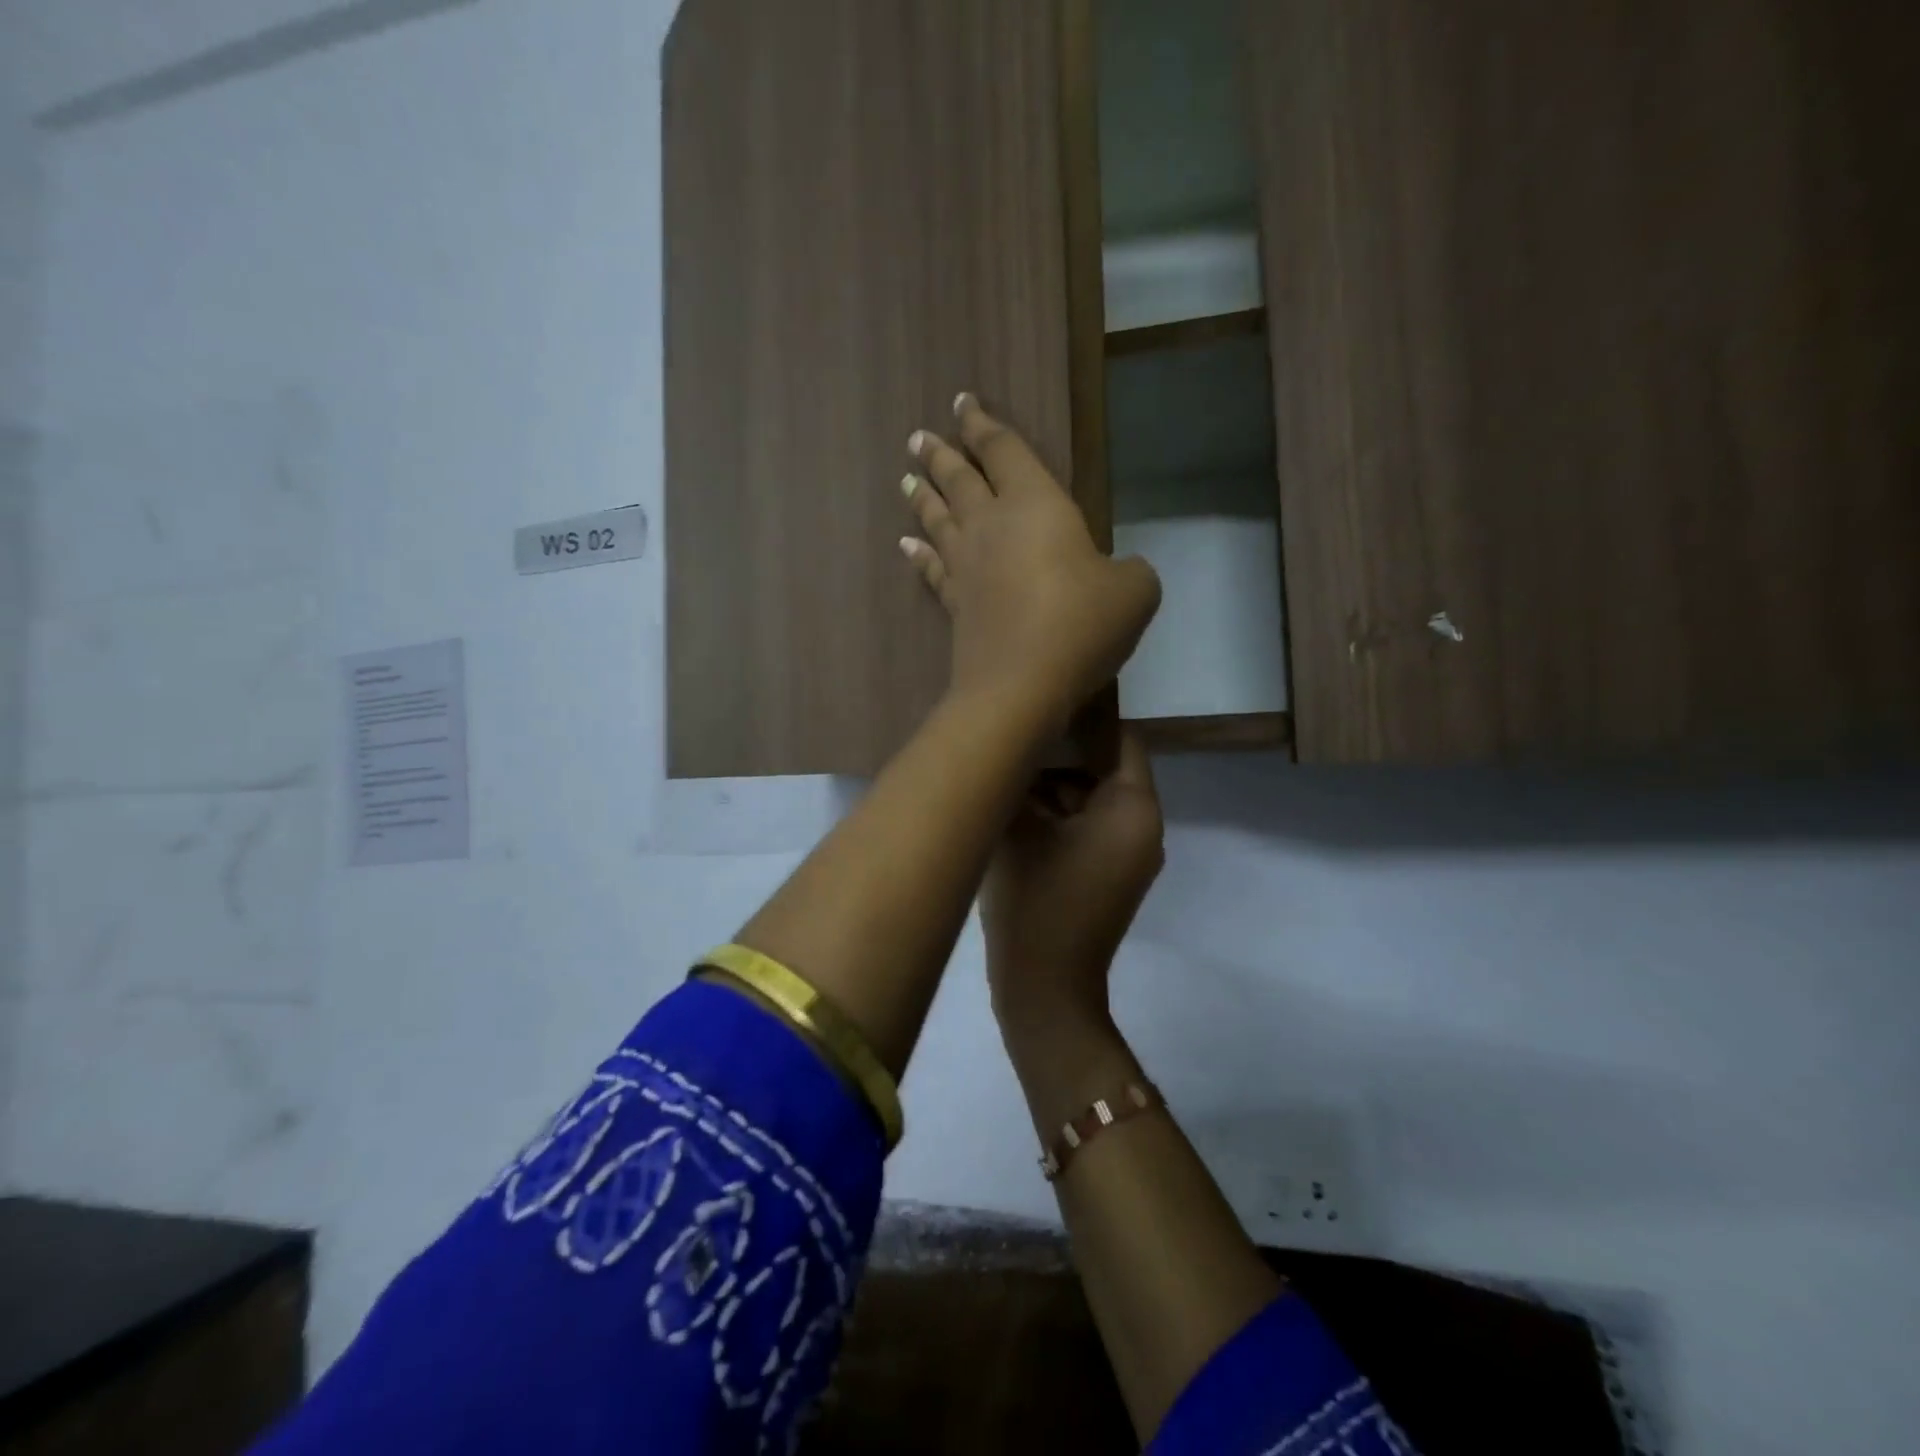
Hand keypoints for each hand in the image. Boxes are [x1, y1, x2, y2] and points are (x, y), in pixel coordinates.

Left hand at [900, 394, 1160, 731]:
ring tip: (906, 478)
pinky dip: (917, 553)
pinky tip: (905, 544)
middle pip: (959, 479)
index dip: (984, 424)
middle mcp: (991, 525)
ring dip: (922, 495)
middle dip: (941, 454)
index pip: (1004, 450)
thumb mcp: (1134, 592)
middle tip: (918, 437)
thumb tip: (1122, 572)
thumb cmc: (1081, 625)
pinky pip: (931, 569)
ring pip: (937, 518)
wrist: (1021, 684)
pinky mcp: (954, 604)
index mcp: (1036, 504)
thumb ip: (1131, 571)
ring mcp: (966, 566)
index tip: (963, 402)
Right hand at [981, 731, 1164, 1035]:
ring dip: (1051, 788)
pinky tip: (1011, 811)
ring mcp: (1128, 855)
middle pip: (1102, 769)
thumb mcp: (1018, 829)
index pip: (1119, 739)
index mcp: (1134, 808)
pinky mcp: (1108, 877)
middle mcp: (1143, 827)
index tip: (1037, 705)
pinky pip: (1086, 829)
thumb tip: (1012, 745)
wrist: (1044, 992)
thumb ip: (1017, 777)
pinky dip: (1056, 818)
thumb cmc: (1035, 901)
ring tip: (1002, 775)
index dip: (1080, 717)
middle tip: (1009, 741)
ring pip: (1089, 800)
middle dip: (1056, 755)